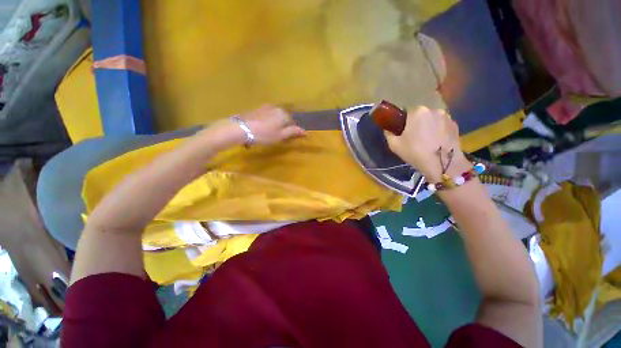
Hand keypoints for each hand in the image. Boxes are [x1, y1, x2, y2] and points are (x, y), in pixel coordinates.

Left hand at [237, 104, 305, 144]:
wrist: (241, 129)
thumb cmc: (264, 134)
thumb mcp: (281, 135)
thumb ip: (293, 132)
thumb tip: (305, 131)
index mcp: (283, 113)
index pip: (292, 122)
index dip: (289, 131)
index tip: (285, 139)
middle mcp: (274, 108)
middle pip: (282, 119)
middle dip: (281, 128)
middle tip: (275, 138)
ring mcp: (264, 107)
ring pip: (273, 118)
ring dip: (272, 127)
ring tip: (266, 136)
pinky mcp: (255, 110)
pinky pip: (264, 117)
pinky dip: (264, 124)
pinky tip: (259, 131)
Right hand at [384, 106, 468, 181]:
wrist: (443, 164)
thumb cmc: (415, 152)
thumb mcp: (394, 145)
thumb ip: (388, 134)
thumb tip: (388, 129)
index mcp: (417, 111)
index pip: (406, 110)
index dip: (402, 120)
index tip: (401, 131)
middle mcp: (433, 109)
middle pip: (420, 114)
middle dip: (416, 122)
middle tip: (412, 137)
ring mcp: (447, 116)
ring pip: (432, 119)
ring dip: (428, 126)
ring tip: (426, 140)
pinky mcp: (456, 125)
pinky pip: (442, 124)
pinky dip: (438, 130)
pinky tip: (436, 142)